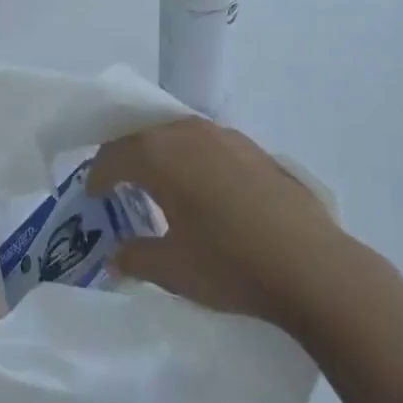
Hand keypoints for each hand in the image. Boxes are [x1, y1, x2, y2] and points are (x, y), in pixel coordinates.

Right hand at [88, 118, 337, 329]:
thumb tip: (116, 254)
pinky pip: (206, 142)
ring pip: (177, 133)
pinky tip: (201, 185)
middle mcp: (189, 133)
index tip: (92, 194)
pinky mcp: (254, 148)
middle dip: (125, 155)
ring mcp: (226, 136)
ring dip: (159, 152)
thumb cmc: (230, 264)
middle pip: (144, 135)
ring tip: (156, 180)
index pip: (116, 155)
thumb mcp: (172, 269)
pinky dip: (190, 156)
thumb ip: (136, 256)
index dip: (99, 174)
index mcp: (161, 155)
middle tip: (116, 181)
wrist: (311, 265)